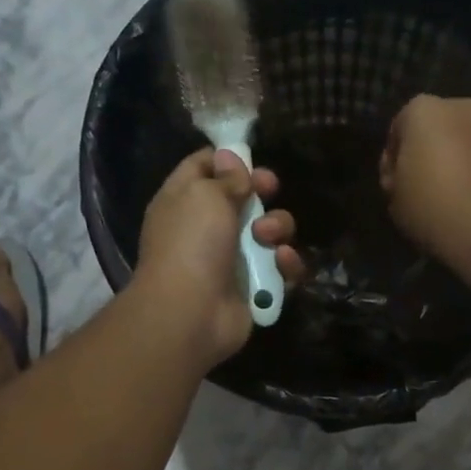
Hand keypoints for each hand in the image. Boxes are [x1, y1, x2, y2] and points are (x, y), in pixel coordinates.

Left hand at [135, 148, 305, 365]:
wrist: (191, 313)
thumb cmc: (191, 244)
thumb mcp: (205, 196)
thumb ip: (225, 176)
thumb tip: (230, 156)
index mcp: (184, 201)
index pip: (204, 167)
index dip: (227, 159)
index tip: (249, 156)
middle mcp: (208, 228)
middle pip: (244, 198)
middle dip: (262, 191)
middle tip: (269, 189)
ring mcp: (233, 259)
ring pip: (270, 232)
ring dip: (277, 228)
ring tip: (268, 238)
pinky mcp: (256, 287)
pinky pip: (282, 267)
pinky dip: (286, 263)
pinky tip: (282, 262)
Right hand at [379, 95, 470, 258]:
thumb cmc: (429, 203)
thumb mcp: (393, 195)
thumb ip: (396, 177)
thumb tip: (406, 177)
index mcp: (423, 108)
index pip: (397, 129)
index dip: (391, 160)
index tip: (392, 186)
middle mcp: (460, 108)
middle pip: (433, 131)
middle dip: (424, 155)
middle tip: (416, 190)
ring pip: (459, 145)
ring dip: (450, 164)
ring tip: (442, 200)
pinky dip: (470, 175)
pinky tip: (464, 204)